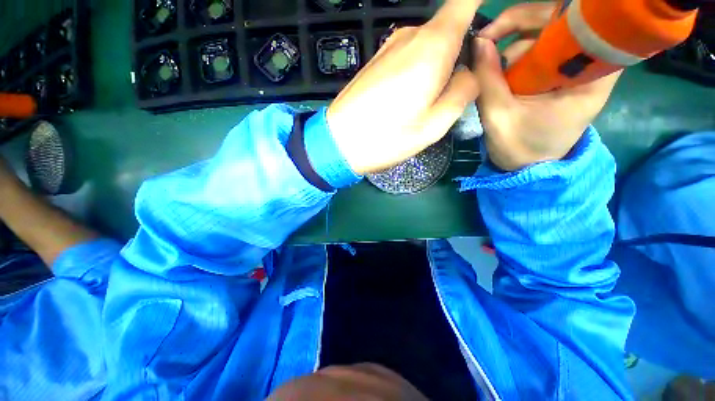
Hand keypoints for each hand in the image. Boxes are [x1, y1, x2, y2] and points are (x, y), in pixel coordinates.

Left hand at [326, 0, 481, 174]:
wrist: (340, 143)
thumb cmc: (387, 138)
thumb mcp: (435, 125)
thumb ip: (463, 92)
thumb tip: (468, 73)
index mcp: (433, 46)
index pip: (465, 1)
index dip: (479, 2)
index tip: (485, 26)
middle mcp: (410, 36)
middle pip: (447, 31)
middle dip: (457, 55)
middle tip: (449, 94)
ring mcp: (389, 47)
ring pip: (426, 48)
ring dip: (433, 69)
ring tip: (422, 105)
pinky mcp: (376, 62)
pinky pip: (407, 58)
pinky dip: (415, 74)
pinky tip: (403, 102)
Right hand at [474, 2, 620, 170]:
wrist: (528, 166)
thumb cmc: (520, 148)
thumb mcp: (499, 118)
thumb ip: (488, 81)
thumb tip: (479, 42)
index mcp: (590, 78)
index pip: (583, 24)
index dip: (546, 14)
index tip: (506, 27)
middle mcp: (589, 66)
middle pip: (562, 22)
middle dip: (521, 25)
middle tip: (486, 40)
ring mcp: (573, 69)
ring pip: (547, 34)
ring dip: (515, 43)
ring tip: (491, 68)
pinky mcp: (559, 74)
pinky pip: (540, 50)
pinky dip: (517, 54)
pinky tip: (500, 70)